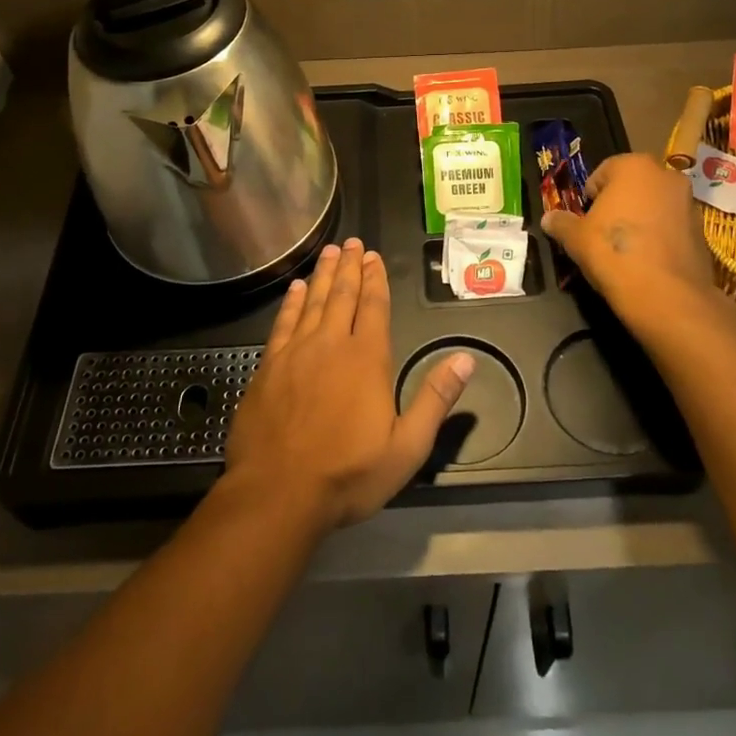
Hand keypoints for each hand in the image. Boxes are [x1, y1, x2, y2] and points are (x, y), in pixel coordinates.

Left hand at [222, 239, 475, 530]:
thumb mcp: (407, 446)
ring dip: (323, 275)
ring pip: (312, 301)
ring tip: (329, 252)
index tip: (374, 256)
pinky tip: (296, 288)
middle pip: (342, 295)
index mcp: (366, 358)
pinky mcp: (269, 366)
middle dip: (350, 267)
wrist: (278, 493)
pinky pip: (283, 322)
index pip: (374, 306)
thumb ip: (435, 399)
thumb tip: (466, 359)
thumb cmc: (348, 474)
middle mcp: (331, 344)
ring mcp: (296, 352)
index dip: (375, 279)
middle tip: (352, 242)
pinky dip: (291, 302)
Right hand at [541, 154, 734, 347]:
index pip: (603, 172)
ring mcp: (689, 203)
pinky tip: (647, 261)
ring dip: (641, 220)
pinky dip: (659, 238)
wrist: (666, 296)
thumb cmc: (613, 252)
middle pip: (633, 186)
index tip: (584, 219)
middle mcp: (666, 176)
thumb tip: (548, 218)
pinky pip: (672, 228)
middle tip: (602, 231)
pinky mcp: (702, 231)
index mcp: (634, 166)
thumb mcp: (576, 238)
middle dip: (618, 204)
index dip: (590, 196)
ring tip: (625, 250)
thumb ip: (561, 223)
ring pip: (655, 206)